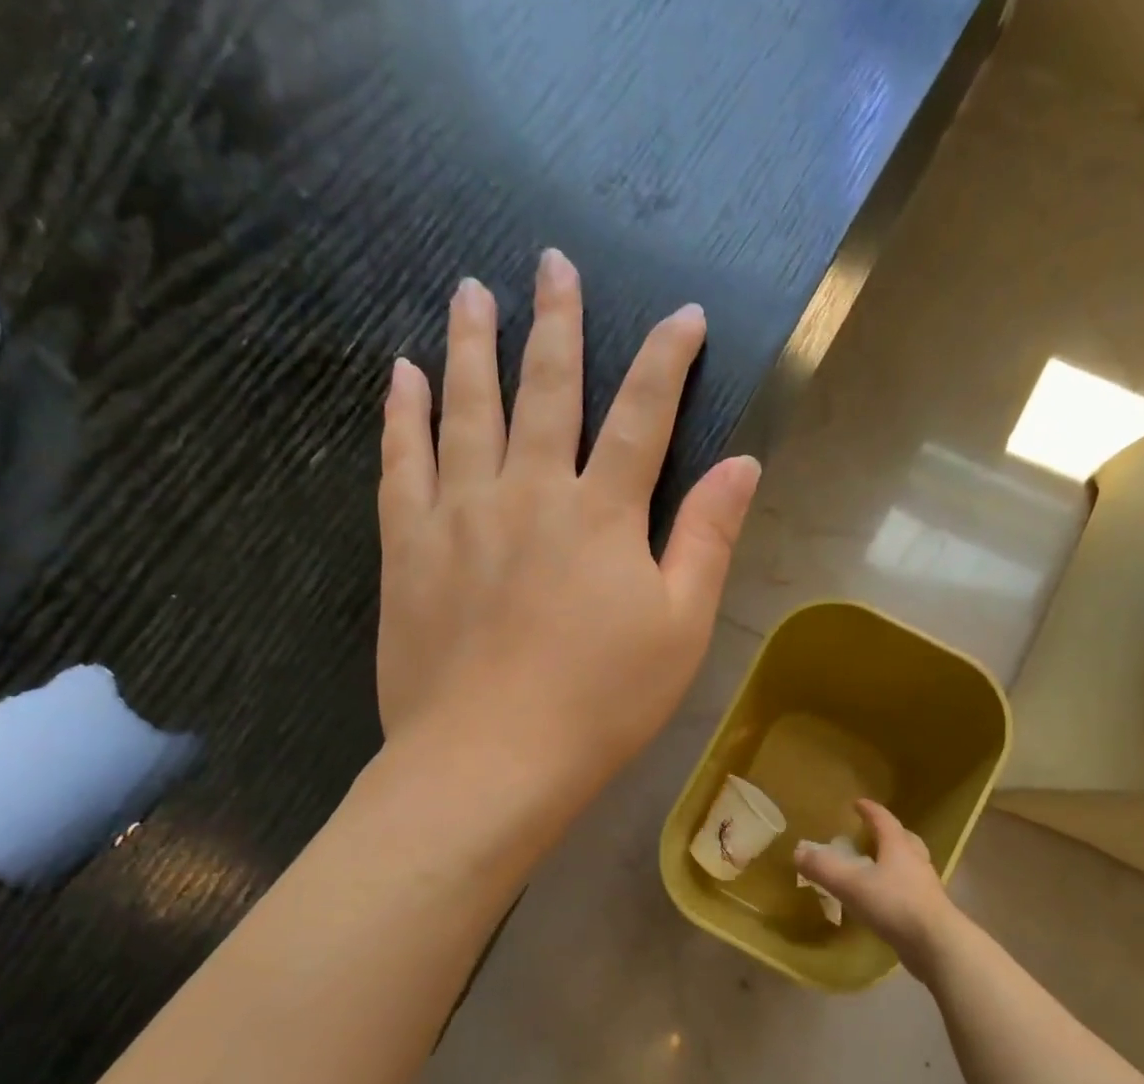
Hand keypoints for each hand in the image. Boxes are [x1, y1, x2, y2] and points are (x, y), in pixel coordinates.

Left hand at [375, 249, 759, 782]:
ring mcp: (460, 513)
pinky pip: (401, 462)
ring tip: (469, 291)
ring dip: (471, 345)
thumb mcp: (680, 628)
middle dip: (557, 322)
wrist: (491, 759)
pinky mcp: (407, 547)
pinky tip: (400, 375)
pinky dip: (401, 413)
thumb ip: (707, 540)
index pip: (644, 415)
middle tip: (552, 263)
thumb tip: (743, 465)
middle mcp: (530, 491)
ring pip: (466, 408)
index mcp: (602, 514)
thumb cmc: (602, 703)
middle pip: (547, 389)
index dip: (667, 360)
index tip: (684, 316)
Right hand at [792, 799, 956, 968]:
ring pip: (910, 865)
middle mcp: (915, 861)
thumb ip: (823, 868)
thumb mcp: (850, 884)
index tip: (858, 803)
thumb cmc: (894, 905)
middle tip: (872, 833)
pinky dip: (896, 887)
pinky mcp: (928, 911)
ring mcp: (925, 887)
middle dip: (888, 833)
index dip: (870, 810)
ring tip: (875, 867)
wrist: (937, 944)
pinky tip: (883, 900)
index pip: (884, 820)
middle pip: (904, 839)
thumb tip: (798, 851)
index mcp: (898, 847)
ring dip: (894, 861)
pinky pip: (909, 890)